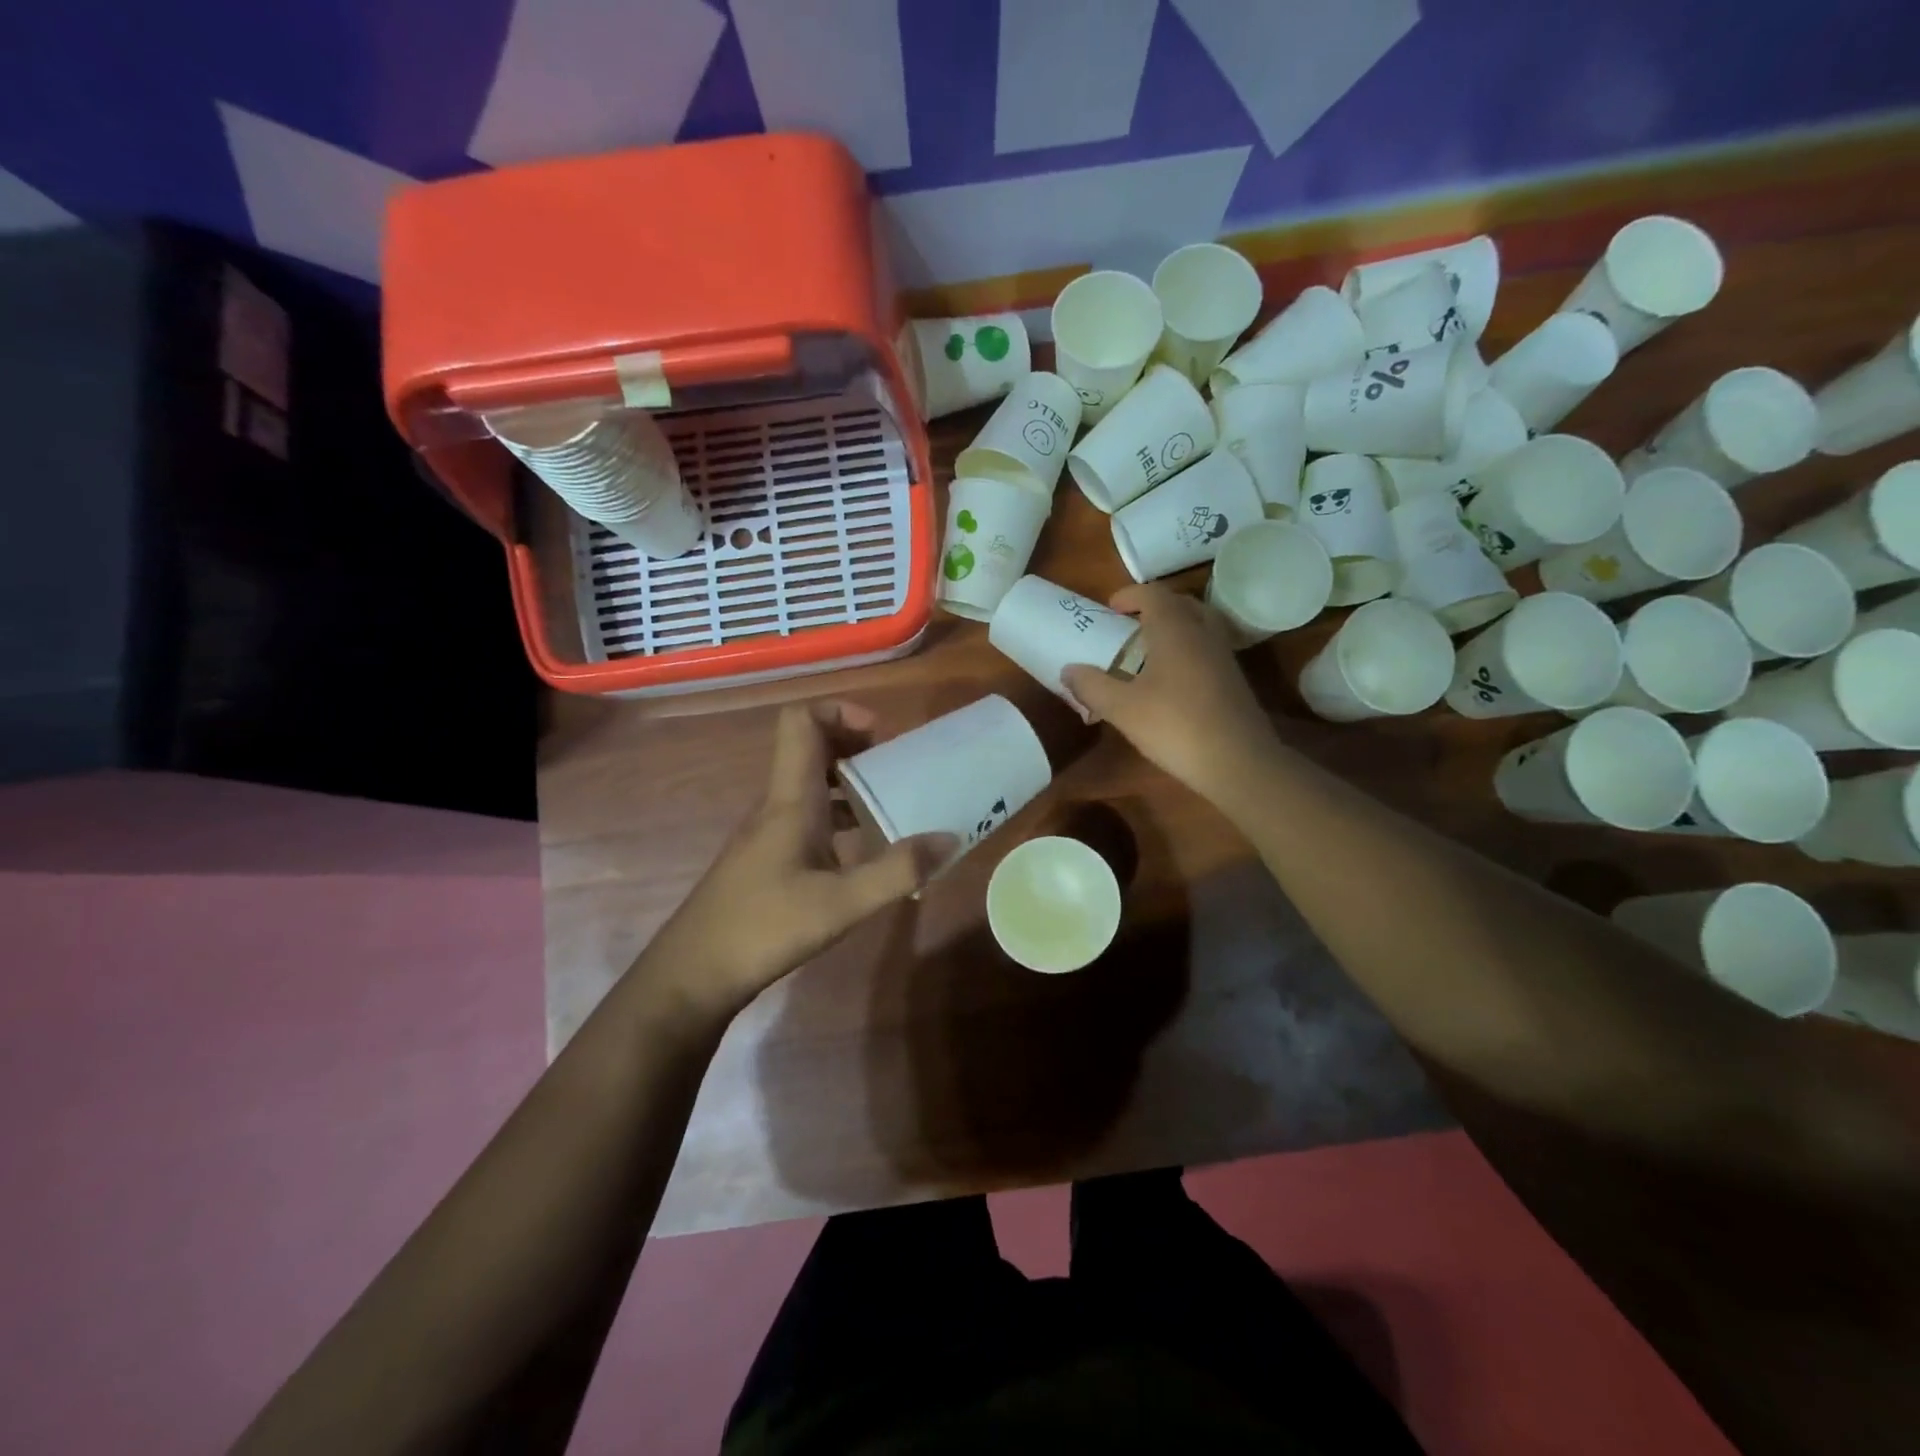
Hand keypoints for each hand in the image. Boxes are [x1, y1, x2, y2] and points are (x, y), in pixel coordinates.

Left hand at [643, 701, 954, 1014]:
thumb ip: (897, 871)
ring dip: (848, 781)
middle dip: (854, 744)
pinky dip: (837, 815)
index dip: (840, 711)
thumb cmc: (765, 928)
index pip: (801, 721)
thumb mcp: (842, 903)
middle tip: (895, 767)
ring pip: (809, 784)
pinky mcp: (767, 857)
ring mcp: (768, 832)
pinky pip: (806, 816)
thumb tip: (949, 839)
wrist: (694, 973)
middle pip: (810, 747)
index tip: (881, 735)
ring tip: (889, 802)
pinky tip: (862, 848)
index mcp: (791, 799)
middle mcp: (777, 805)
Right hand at [1063, 585, 1278, 803]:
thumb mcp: (1122, 709)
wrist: (1238, 762)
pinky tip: (1170, 680)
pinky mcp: (1233, 679)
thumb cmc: (1175, 726)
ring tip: (1146, 652)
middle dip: (1152, 608)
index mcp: (1175, 629)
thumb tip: (1068, 669)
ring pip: (1197, 625)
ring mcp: (1223, 655)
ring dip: (1172, 629)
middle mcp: (1203, 633)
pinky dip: (1186, 650)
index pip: (1153, 593)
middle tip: (1127, 628)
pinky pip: (1206, 648)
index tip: (1109, 609)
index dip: (1129, 595)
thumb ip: (1092, 686)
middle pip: (1179, 603)